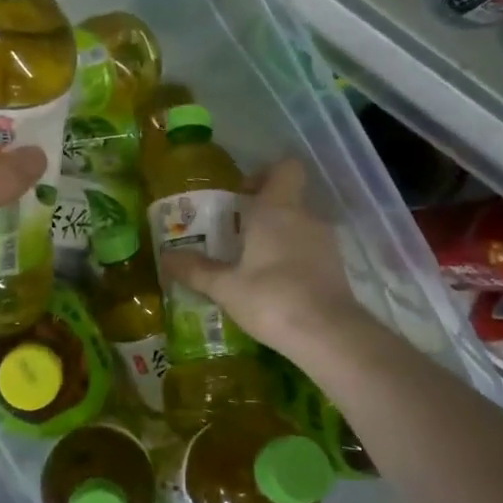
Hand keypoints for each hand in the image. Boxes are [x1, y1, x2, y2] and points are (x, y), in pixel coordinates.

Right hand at [161, 159, 376, 365]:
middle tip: (235, 235)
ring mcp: (326, 243)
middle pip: (288, 199)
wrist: (329, 335)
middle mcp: (305, 217)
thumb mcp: (225, 287)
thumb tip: (166, 257)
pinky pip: (310, 251)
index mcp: (277, 209)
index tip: (242, 195)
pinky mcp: (337, 268)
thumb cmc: (271, 298)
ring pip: (299, 226)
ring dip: (278, 238)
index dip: (264, 174)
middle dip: (262, 212)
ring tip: (252, 265)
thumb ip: (196, 270)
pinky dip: (293, 260)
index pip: (284, 168)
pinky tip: (275, 287)